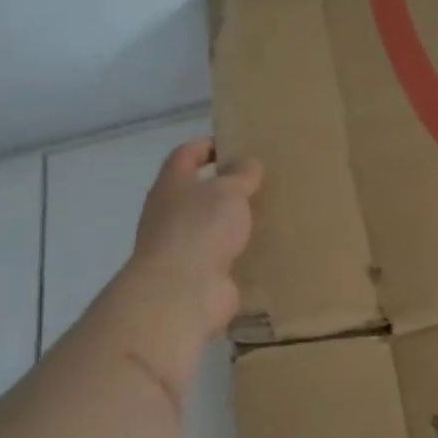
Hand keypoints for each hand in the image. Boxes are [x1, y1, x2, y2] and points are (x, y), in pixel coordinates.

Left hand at [128, 138, 262, 341]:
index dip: (206, 146)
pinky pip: (221, 257)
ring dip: (231, 222)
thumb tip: (247, 163)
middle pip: (196, 192)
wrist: (182, 292)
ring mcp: (182, 247)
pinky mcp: (198, 275)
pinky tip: (264, 248)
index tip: (233, 145)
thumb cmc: (200, 228)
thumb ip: (240, 175)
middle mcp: (170, 214)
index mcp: (172, 185)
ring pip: (209, 226)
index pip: (185, 155)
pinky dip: (238, 252)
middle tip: (259, 182)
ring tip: (266, 214)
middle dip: (223, 187)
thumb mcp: (227, 191)